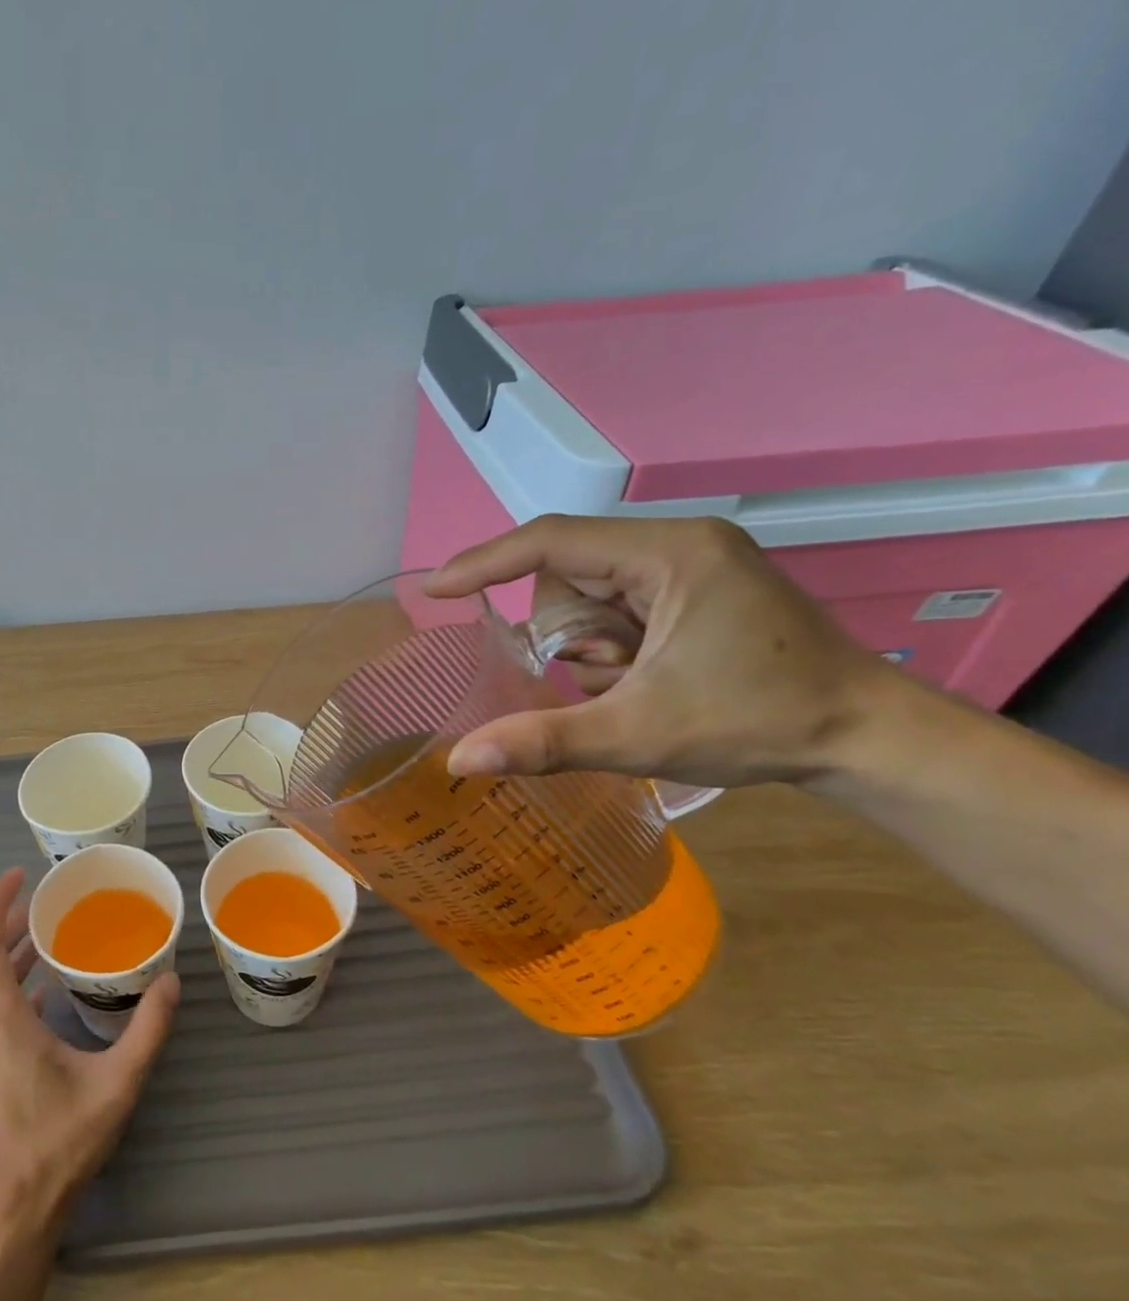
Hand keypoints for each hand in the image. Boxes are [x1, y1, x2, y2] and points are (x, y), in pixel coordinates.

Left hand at [0, 868, 179, 1243]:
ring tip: (48, 933)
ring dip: (9, 952)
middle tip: (47, 900)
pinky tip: (45, 988)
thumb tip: (172, 981)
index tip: (19, 876)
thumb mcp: (115, 1085)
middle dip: (9, 921)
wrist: (10, 1211)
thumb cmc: (58, 1145)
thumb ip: (147, 1030)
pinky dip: (9, 981)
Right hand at [425, 515, 896, 787]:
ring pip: (585, 599)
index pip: (551, 541)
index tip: (433, 590)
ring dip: (589, 650)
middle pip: (566, 578)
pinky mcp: (693, 593)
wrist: (867, 739)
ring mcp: (689, 567)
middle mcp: (677, 545)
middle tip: (612, 679)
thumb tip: (458, 760)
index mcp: (670, 554)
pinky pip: (613, 612)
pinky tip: (647, 679)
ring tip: (638, 684)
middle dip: (569, 636)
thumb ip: (542, 741)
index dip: (484, 563)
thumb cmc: (759, 724)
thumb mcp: (637, 735)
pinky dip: (609, 651)